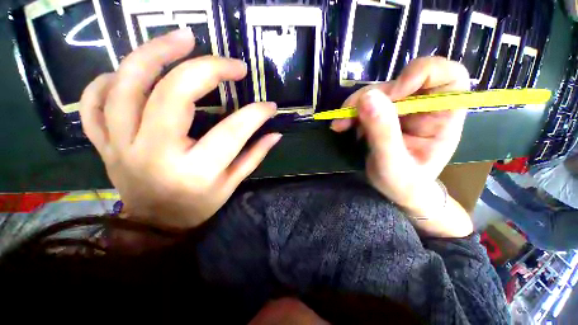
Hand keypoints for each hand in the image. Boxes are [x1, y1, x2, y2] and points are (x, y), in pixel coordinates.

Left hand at [80, 29, 280, 229]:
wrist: (155, 225)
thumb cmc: (198, 206)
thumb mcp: (231, 184)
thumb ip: (254, 156)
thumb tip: (275, 134)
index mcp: (195, 171)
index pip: (232, 132)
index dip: (254, 114)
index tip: (269, 105)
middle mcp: (154, 155)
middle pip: (172, 96)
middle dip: (206, 69)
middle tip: (231, 62)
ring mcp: (120, 147)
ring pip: (125, 87)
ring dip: (154, 54)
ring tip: (181, 38)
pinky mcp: (104, 144)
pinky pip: (93, 104)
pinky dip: (106, 80)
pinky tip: (129, 71)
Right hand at [332, 57, 472, 235]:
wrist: (395, 191)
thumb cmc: (404, 184)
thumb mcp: (393, 164)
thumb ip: (383, 133)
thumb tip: (368, 97)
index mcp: (443, 117)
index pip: (449, 76)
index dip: (422, 73)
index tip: (394, 93)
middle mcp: (424, 108)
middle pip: (401, 82)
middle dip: (372, 96)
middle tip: (347, 116)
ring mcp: (402, 110)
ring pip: (378, 92)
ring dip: (355, 105)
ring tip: (340, 124)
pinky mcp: (384, 115)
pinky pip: (366, 104)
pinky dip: (351, 113)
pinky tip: (341, 125)